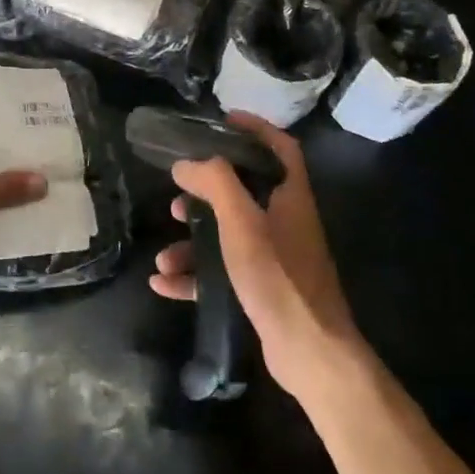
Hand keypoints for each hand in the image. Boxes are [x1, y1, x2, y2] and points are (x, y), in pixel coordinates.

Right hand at [149, 113, 364, 400]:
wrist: (310, 354)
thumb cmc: (279, 277)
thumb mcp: (242, 223)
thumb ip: (214, 183)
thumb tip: (185, 162)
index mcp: (290, 196)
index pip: (279, 147)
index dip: (255, 128)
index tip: (223, 119)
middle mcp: (285, 222)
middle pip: (244, 192)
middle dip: (206, 192)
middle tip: (178, 193)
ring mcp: (275, 259)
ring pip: (227, 236)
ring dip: (192, 243)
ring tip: (164, 255)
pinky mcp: (263, 290)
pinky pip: (222, 273)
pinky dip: (194, 276)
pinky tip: (163, 283)